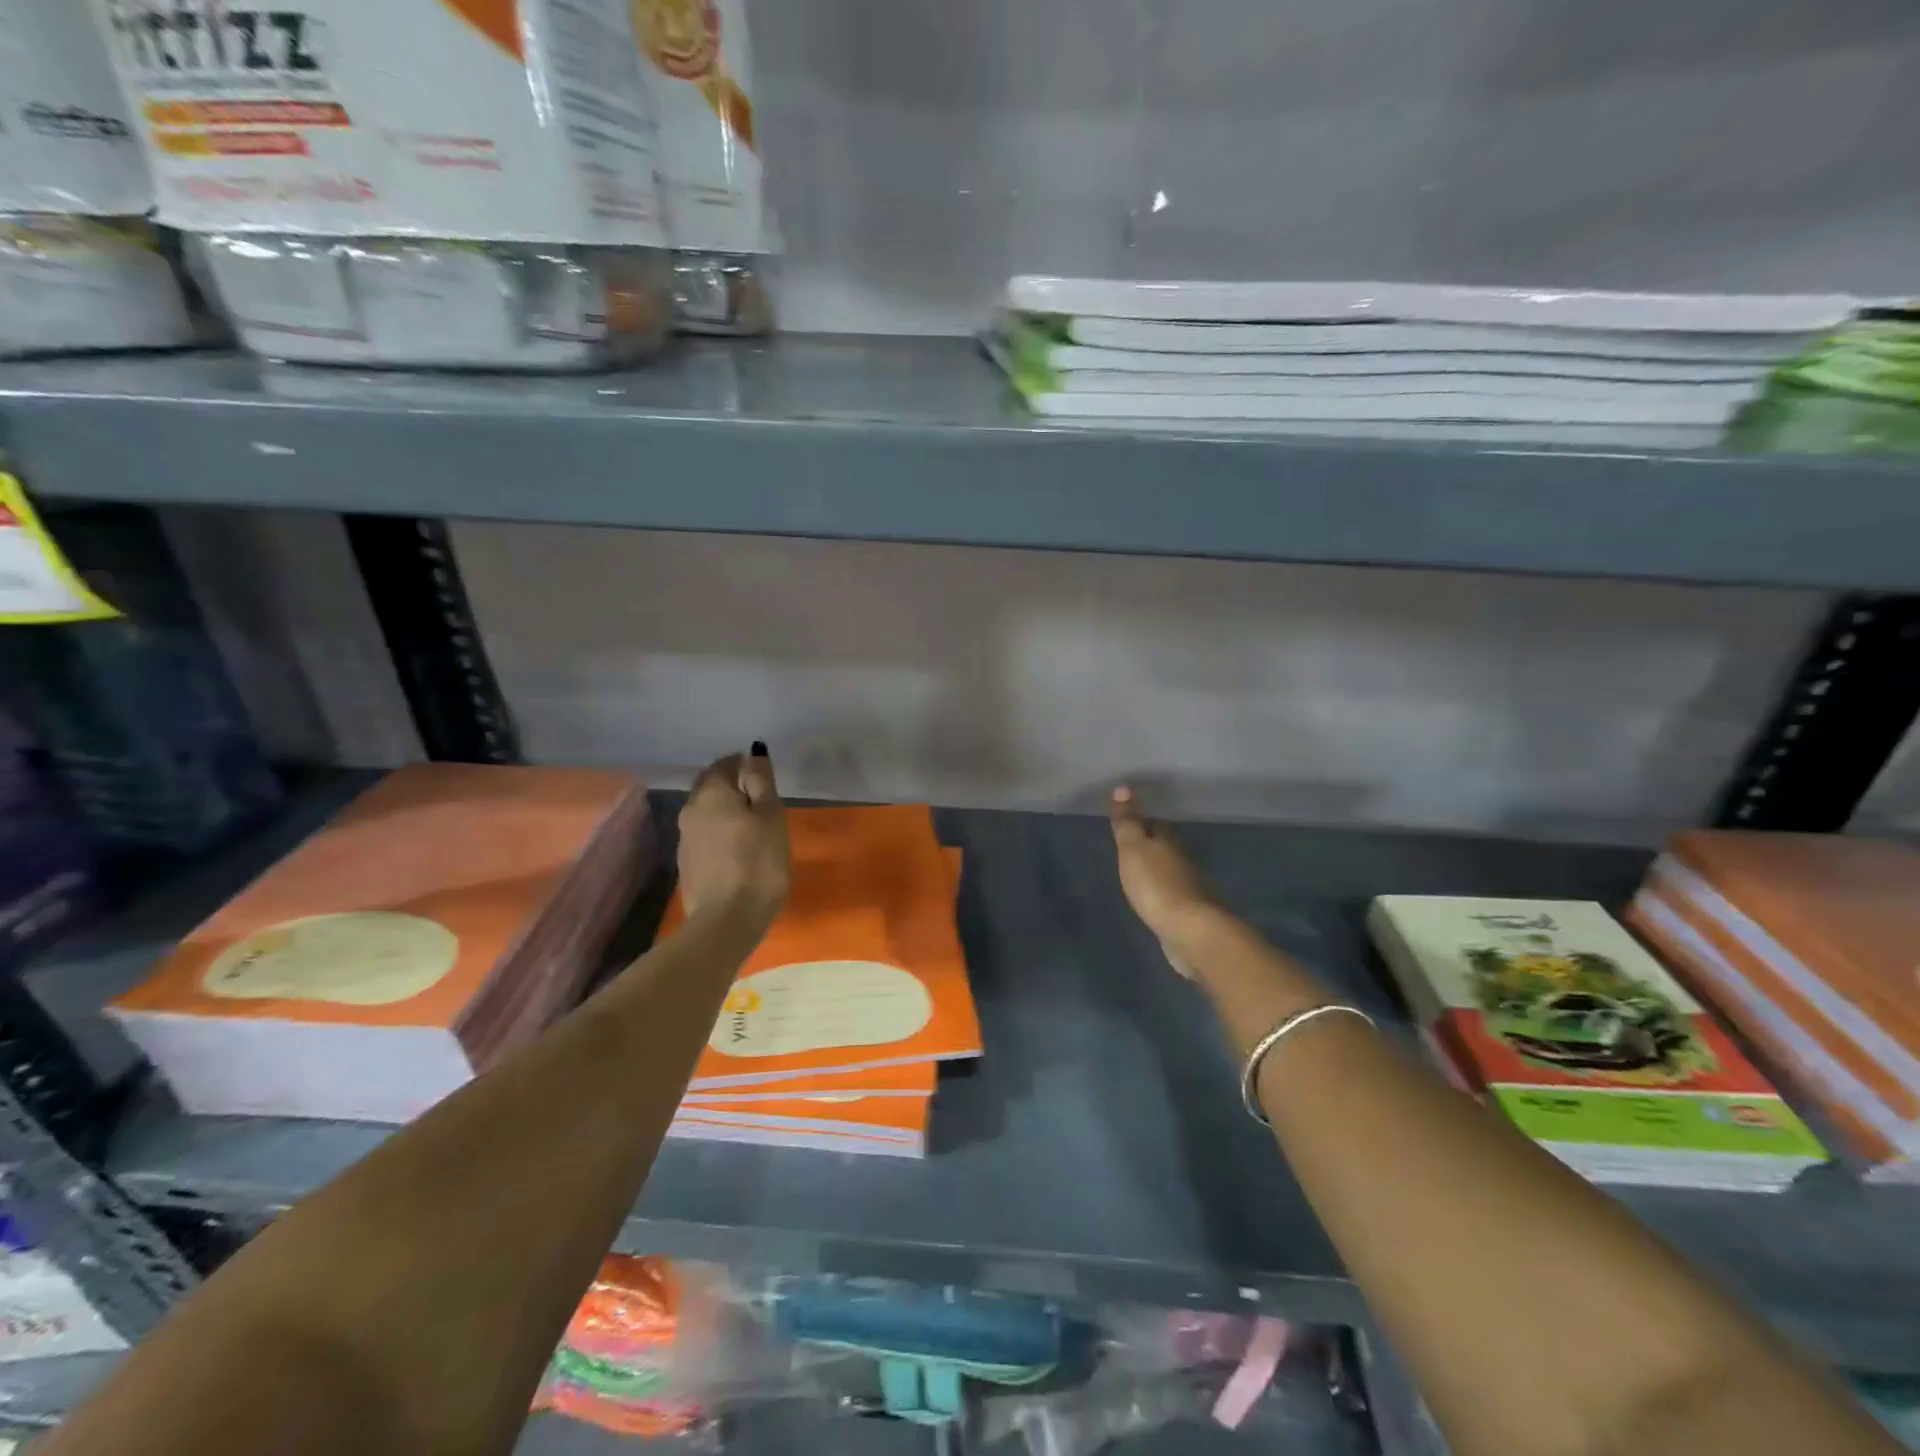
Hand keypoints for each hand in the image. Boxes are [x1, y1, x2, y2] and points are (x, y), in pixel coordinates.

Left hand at [679, 743, 788, 920]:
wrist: (726, 920)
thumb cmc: (758, 862)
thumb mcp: (771, 816)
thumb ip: (761, 781)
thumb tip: (753, 751)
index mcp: (711, 793)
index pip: (724, 764)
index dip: (743, 765)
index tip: (763, 776)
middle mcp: (690, 810)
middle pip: (710, 786)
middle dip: (731, 785)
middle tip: (758, 796)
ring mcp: (684, 839)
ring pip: (705, 812)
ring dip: (725, 810)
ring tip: (751, 822)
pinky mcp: (686, 864)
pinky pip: (704, 835)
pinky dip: (720, 832)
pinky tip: (737, 847)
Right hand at [1108, 786, 1222, 977]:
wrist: (1190, 931)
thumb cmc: (1156, 885)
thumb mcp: (1133, 849)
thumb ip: (1127, 822)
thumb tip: (1122, 787)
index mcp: (1168, 842)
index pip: (1155, 824)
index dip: (1142, 821)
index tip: (1128, 820)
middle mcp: (1183, 861)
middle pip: (1166, 846)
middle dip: (1151, 843)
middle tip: (1132, 845)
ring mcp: (1190, 888)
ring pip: (1171, 870)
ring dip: (1159, 869)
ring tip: (1140, 871)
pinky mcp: (1190, 914)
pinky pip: (1174, 895)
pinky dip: (1165, 892)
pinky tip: (1155, 898)